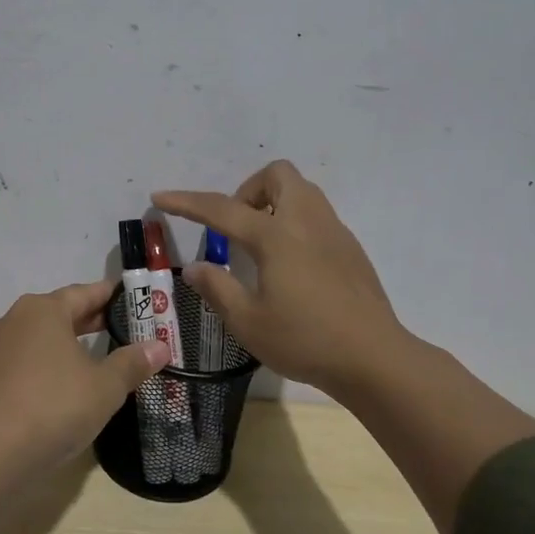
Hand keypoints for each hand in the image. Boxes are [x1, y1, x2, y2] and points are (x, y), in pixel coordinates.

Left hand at [0, 280, 170, 466]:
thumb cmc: (53, 406)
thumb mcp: (104, 386)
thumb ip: (132, 363)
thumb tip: (160, 346)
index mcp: (42, 310)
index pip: (83, 293)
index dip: (108, 296)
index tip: (128, 299)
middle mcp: (12, 320)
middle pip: (57, 314)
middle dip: (86, 321)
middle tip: (117, 328)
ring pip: (34, 339)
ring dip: (61, 345)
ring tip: (88, 359)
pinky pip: (19, 363)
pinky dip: (40, 367)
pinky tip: (56, 386)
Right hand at [154, 161, 406, 400]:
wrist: (375, 358)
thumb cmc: (305, 341)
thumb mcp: (248, 322)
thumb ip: (218, 288)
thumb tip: (196, 267)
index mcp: (277, 237)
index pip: (222, 209)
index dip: (186, 202)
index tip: (160, 198)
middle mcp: (307, 222)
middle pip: (277, 175)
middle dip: (247, 190)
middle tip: (235, 228)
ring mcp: (334, 232)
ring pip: (301, 191)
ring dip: (273, 203)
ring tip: (259, 245)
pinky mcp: (351, 249)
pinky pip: (317, 215)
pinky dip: (294, 223)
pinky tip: (290, 266)